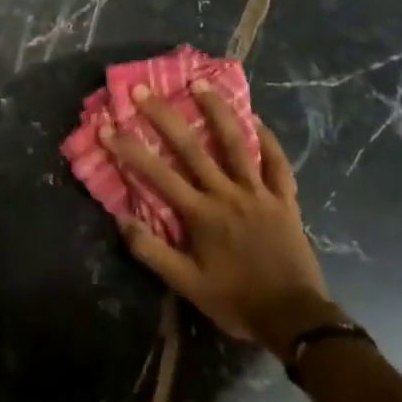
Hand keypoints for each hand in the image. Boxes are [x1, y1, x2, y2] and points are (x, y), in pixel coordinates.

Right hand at [104, 81, 334, 358]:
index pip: (157, 174)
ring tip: (201, 83)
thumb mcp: (186, 285)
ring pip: (236, 144)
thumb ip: (152, 252)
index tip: (107, 127)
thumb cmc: (235, 301)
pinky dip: (267, 140)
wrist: (294, 319)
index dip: (129, 149)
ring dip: (217, 111)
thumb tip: (121, 219)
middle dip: (164, 116)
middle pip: (192, 148)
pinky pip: (277, 164)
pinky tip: (256, 120)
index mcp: (201, 214)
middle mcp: (227, 194)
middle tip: (144, 89)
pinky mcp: (285, 199)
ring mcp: (259, 193)